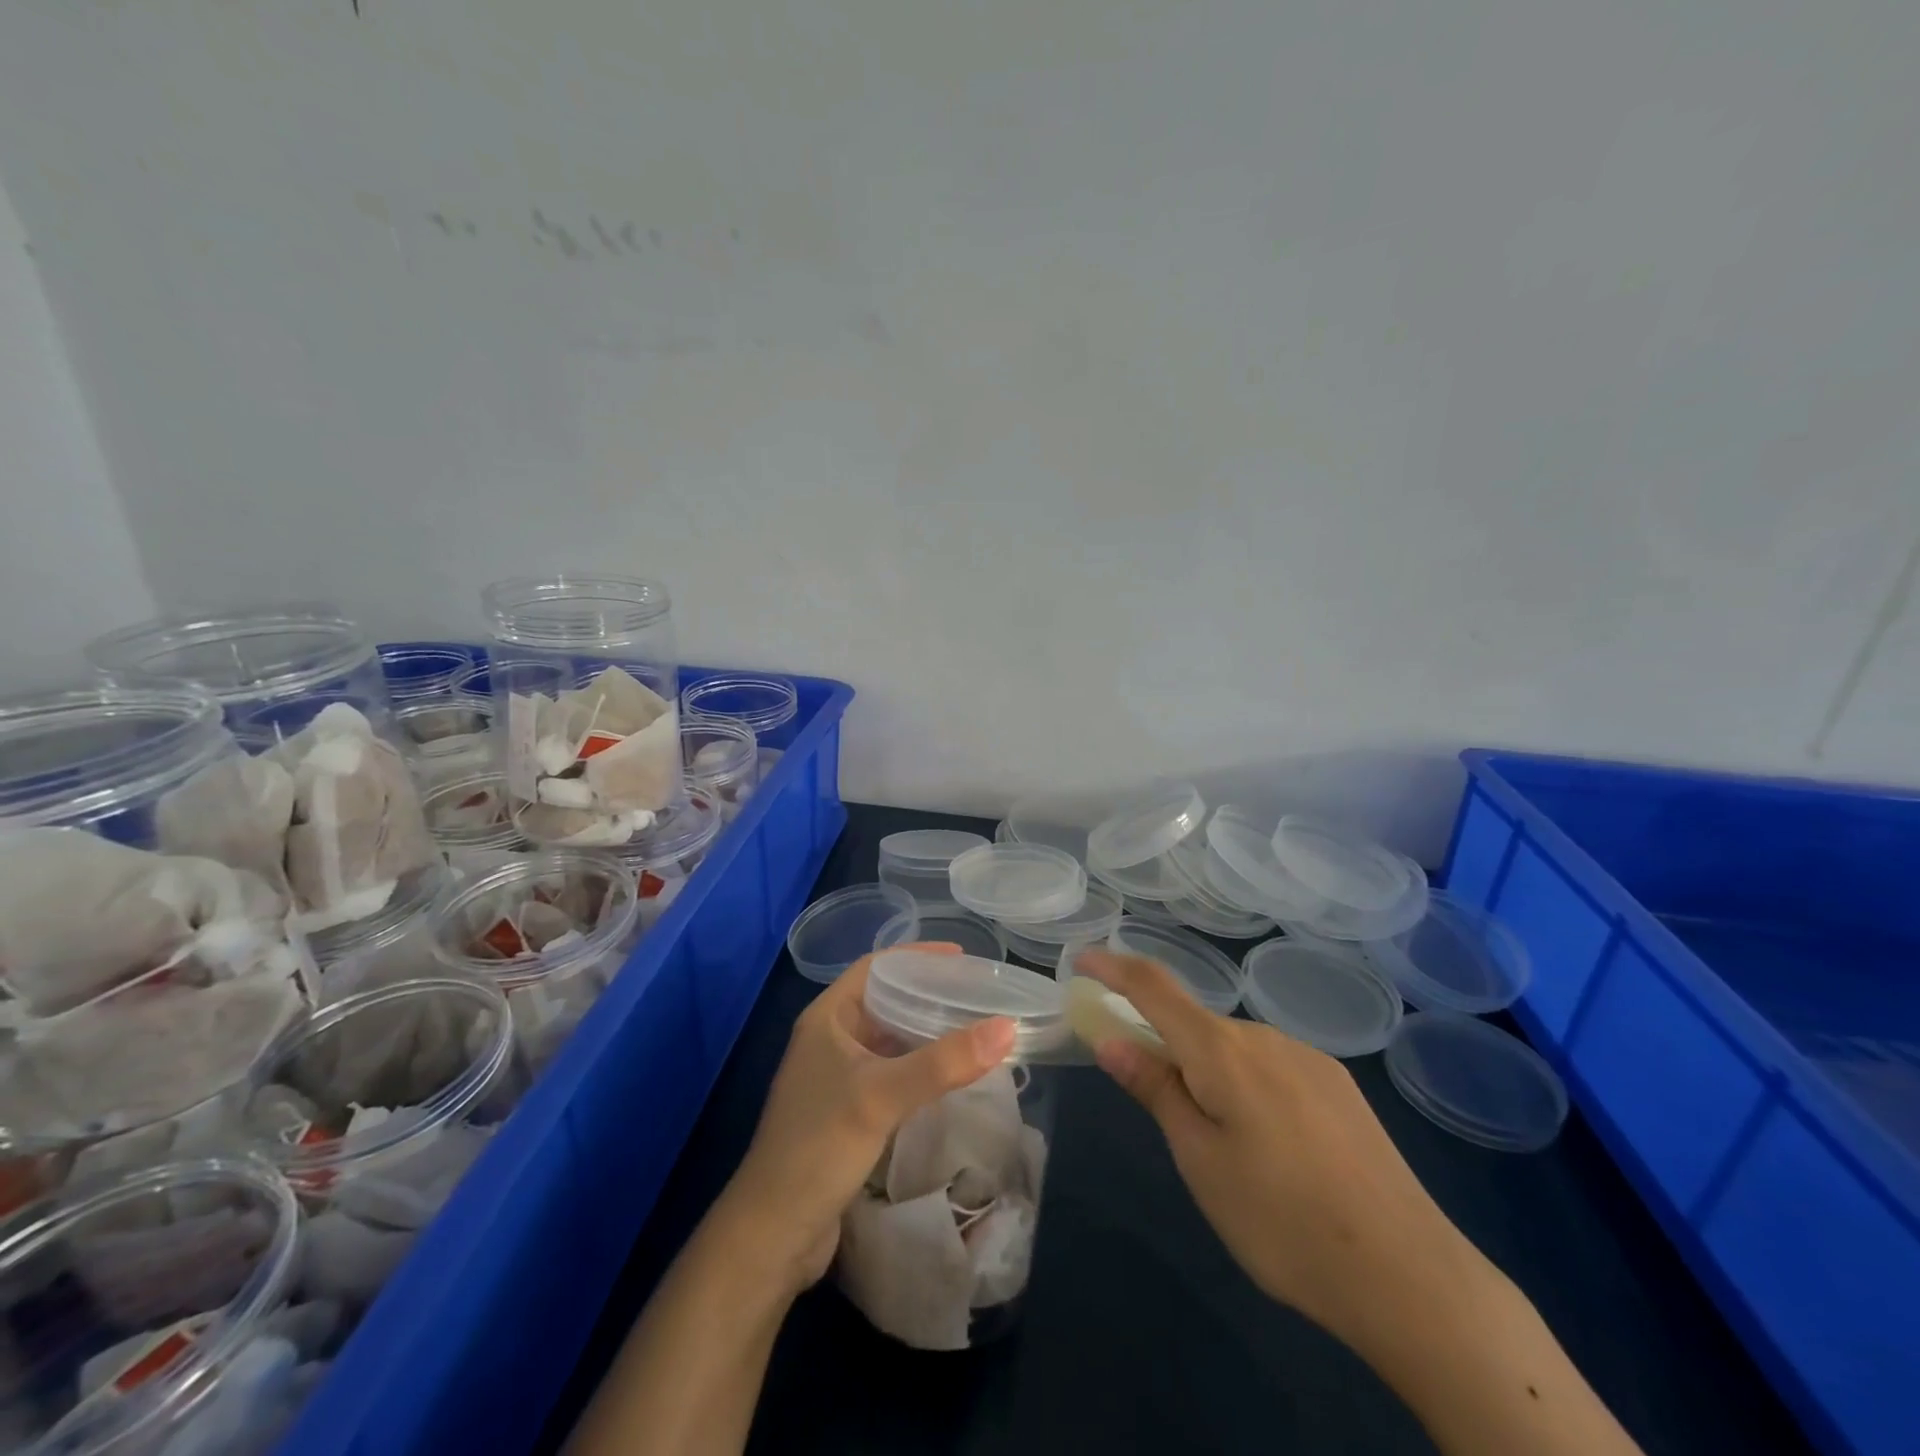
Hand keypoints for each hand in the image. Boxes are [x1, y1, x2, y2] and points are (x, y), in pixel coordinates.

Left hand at [720, 945, 1015, 1295]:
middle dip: (928, 994)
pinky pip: (891, 1074)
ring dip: (925, 1033)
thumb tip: (1006, 1028)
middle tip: (976, 994)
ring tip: (972, 1029)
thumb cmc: (819, 1147)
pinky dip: (919, 1068)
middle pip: (885, 1001)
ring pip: (889, 1040)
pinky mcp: (847, 1113)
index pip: (875, 967)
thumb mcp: (882, 1096)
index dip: (917, 956)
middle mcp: (830, 1040)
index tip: (962, 958)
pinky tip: (950, 1076)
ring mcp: (837, 1078)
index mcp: (827, 1018)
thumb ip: (943, 1062)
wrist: (773, 1233)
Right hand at [1073, 948, 1487, 1345]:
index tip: (1081, 960)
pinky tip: (1274, 1147)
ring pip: (1234, 1048)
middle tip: (1160, 1109)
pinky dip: (1247, 1084)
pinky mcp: (1338, 1084)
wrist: (1410, 1275)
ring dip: (1209, 1072)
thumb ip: (1155, 1089)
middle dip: (1164, 1046)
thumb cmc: (1281, 1221)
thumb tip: (1110, 1039)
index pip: (1152, 987)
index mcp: (1221, 1050)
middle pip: (1193, 1023)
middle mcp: (1263, 1036)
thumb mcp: (1199, 1161)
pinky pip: (1271, 1065)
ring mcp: (1307, 1057)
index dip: (1112, 967)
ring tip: (1226, 1148)